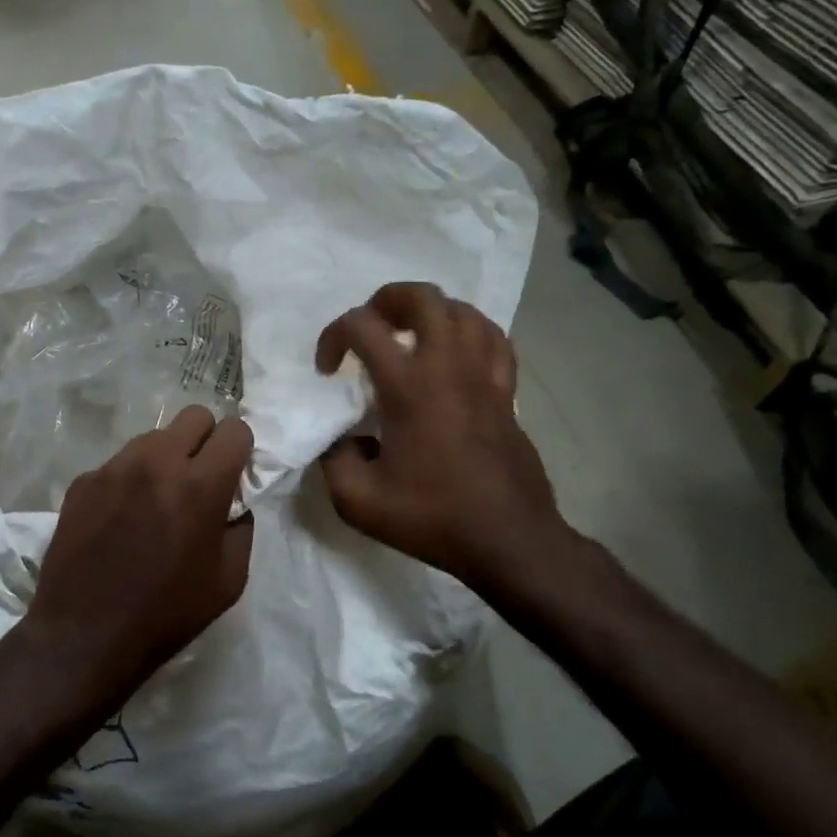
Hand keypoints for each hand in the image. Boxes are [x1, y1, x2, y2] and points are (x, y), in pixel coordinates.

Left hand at [19, 406, 255, 699]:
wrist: (84, 636)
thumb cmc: (166, 614)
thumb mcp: (229, 581)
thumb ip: (241, 528)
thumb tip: (234, 502)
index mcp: (199, 485)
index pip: (234, 429)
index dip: (240, 449)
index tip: (234, 473)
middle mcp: (156, 463)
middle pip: (194, 416)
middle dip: (206, 441)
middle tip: (199, 478)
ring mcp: (113, 468)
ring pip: (153, 437)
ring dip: (166, 457)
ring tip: (157, 500)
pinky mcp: (83, 481)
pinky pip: (118, 463)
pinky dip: (129, 479)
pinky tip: (121, 518)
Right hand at [316, 283, 583, 610]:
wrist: (507, 539)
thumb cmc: (432, 517)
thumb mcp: (358, 501)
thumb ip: (333, 460)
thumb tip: (340, 438)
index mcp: (409, 387)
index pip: (363, 327)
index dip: (333, 337)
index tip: (328, 371)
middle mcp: (449, 366)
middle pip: (422, 297)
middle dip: (385, 300)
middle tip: (370, 328)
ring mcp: (485, 375)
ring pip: (463, 310)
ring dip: (429, 312)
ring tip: (410, 336)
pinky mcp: (507, 390)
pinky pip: (493, 338)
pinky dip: (469, 331)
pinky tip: (455, 352)